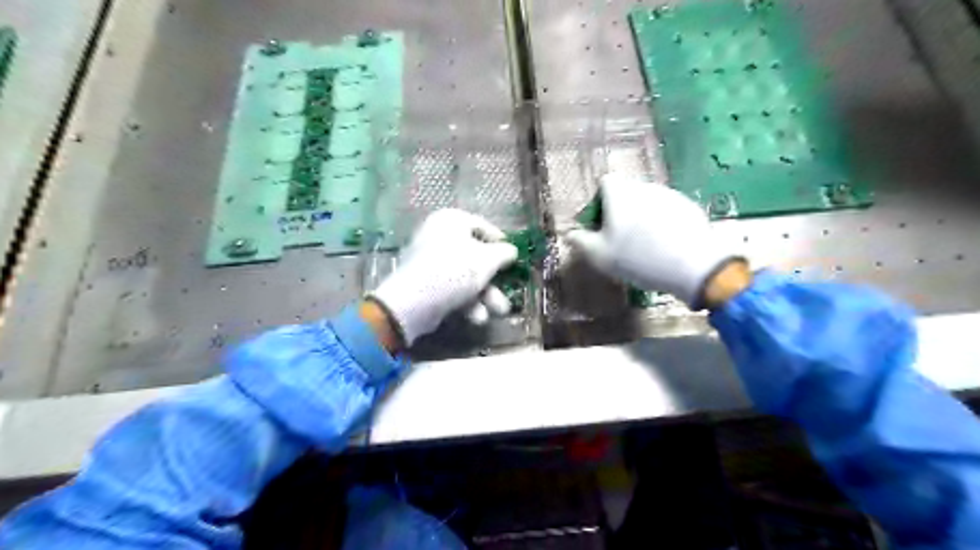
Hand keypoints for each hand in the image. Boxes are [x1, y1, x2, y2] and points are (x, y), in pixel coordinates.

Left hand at [370, 208, 518, 343]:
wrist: (414, 302)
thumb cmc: (454, 270)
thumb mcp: (487, 260)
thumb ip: (504, 253)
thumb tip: (511, 251)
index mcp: (451, 220)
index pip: (482, 225)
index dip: (500, 241)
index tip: (513, 256)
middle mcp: (438, 236)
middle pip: (475, 255)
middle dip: (495, 278)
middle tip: (510, 287)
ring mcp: (431, 262)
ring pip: (466, 276)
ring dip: (486, 294)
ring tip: (500, 311)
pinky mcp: (427, 285)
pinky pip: (453, 289)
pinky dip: (467, 302)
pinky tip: (478, 317)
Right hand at [566, 175, 743, 309]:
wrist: (692, 266)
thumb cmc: (637, 258)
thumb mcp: (599, 255)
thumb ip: (580, 241)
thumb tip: (569, 233)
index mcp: (620, 193)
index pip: (605, 182)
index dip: (598, 202)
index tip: (600, 225)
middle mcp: (644, 186)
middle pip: (625, 192)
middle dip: (619, 210)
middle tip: (619, 237)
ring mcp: (669, 194)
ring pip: (646, 201)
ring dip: (640, 216)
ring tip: (644, 244)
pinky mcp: (688, 206)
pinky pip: (666, 209)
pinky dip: (661, 221)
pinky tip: (665, 245)